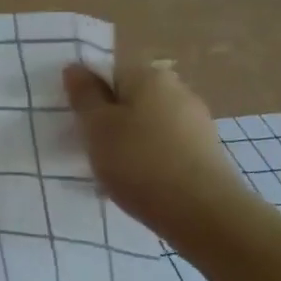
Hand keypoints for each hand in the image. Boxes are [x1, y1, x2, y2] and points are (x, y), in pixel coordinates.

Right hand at [62, 62, 256, 238]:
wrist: (202, 213)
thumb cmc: (138, 161)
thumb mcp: (96, 125)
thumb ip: (84, 94)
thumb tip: (75, 68)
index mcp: (149, 76)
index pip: (109, 73)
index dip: (89, 96)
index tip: (78, 123)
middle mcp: (178, 90)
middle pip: (130, 99)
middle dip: (109, 120)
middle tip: (90, 148)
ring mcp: (196, 122)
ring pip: (146, 125)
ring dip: (127, 142)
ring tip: (111, 172)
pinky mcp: (205, 153)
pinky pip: (164, 147)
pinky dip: (148, 160)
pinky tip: (137, 184)